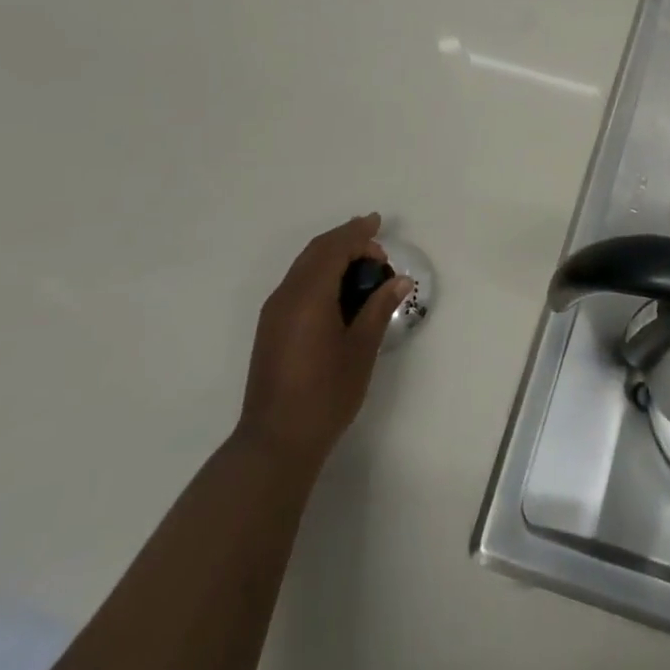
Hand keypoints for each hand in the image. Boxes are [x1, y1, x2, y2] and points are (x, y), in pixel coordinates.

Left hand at [235, 214, 412, 471]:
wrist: (275, 441)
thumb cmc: (325, 394)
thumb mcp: (361, 349)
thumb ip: (379, 308)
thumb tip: (399, 280)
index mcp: (309, 295)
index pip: (334, 248)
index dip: (359, 234)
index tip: (381, 228)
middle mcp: (286, 295)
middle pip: (316, 251)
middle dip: (345, 239)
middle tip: (375, 240)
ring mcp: (274, 312)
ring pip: (304, 265)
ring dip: (332, 255)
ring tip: (362, 263)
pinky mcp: (270, 328)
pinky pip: (297, 283)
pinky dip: (320, 273)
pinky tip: (338, 289)